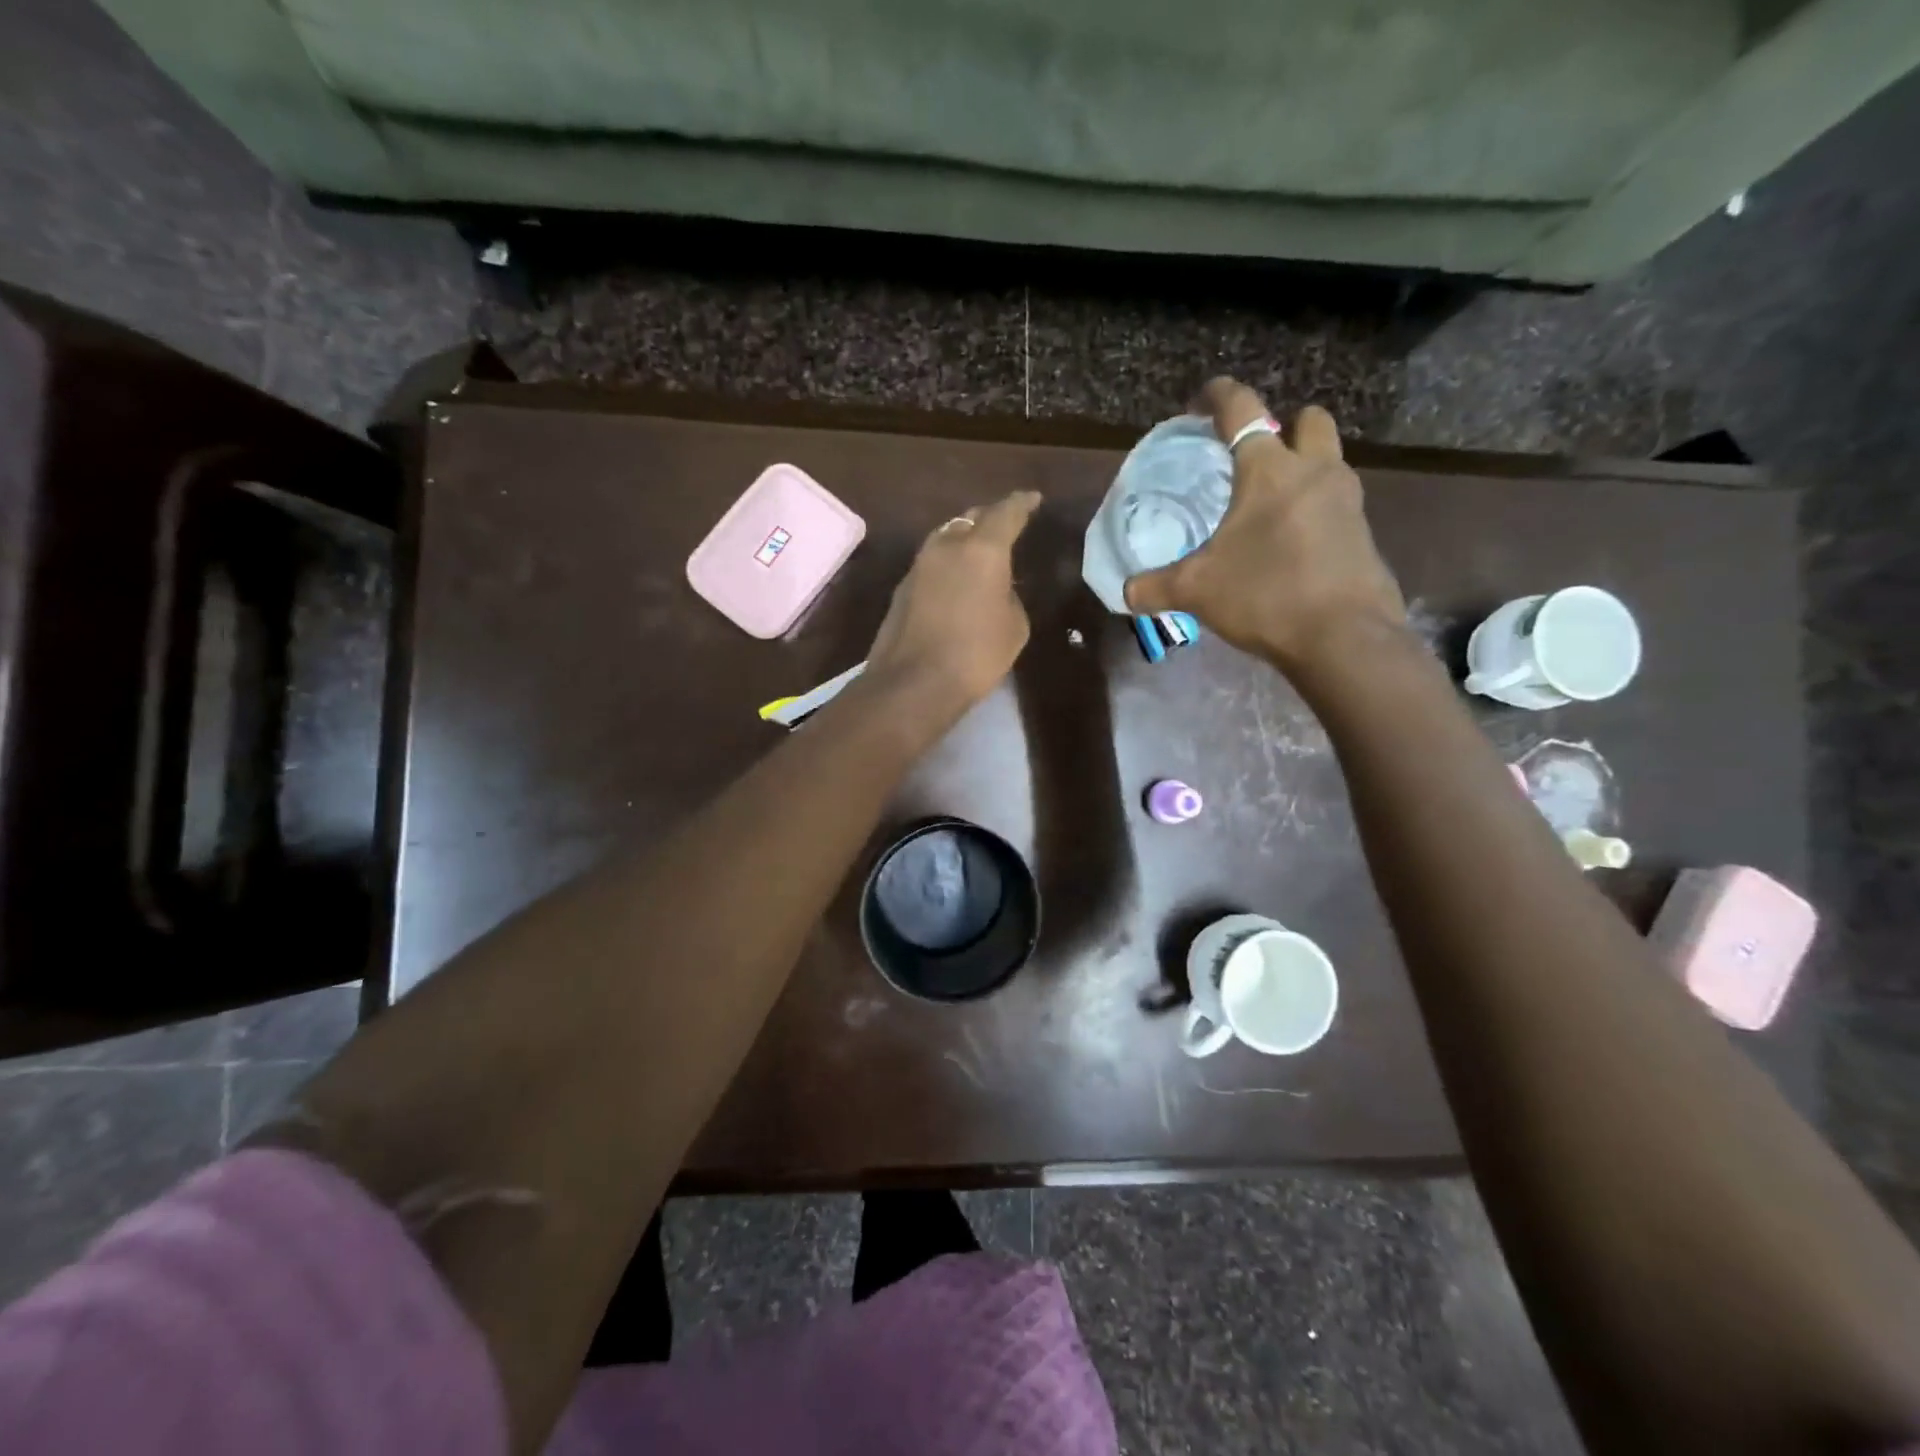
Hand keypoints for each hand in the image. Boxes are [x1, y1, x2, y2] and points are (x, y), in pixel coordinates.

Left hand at [866, 491, 1041, 711]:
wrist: (913, 683)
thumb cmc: (975, 655)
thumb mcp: (1014, 627)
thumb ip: (1009, 596)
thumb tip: (995, 590)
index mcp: (982, 549)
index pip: (1006, 513)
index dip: (1022, 504)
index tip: (1032, 499)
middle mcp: (947, 546)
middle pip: (971, 519)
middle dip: (990, 518)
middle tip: (1006, 524)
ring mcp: (919, 565)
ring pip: (946, 538)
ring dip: (965, 539)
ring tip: (981, 550)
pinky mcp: (902, 587)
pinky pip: (932, 563)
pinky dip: (948, 564)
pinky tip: (957, 580)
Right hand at [1125, 378, 1405, 673]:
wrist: (1344, 639)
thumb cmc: (1266, 595)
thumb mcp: (1197, 591)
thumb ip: (1156, 587)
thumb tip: (1125, 592)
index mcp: (1269, 471)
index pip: (1242, 410)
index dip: (1219, 395)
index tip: (1202, 399)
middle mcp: (1315, 472)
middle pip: (1308, 420)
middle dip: (1284, 426)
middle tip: (1255, 456)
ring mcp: (1347, 501)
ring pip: (1329, 460)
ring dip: (1303, 467)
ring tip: (1269, 505)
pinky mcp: (1363, 534)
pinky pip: (1337, 503)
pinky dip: (1315, 510)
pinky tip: (1290, 544)